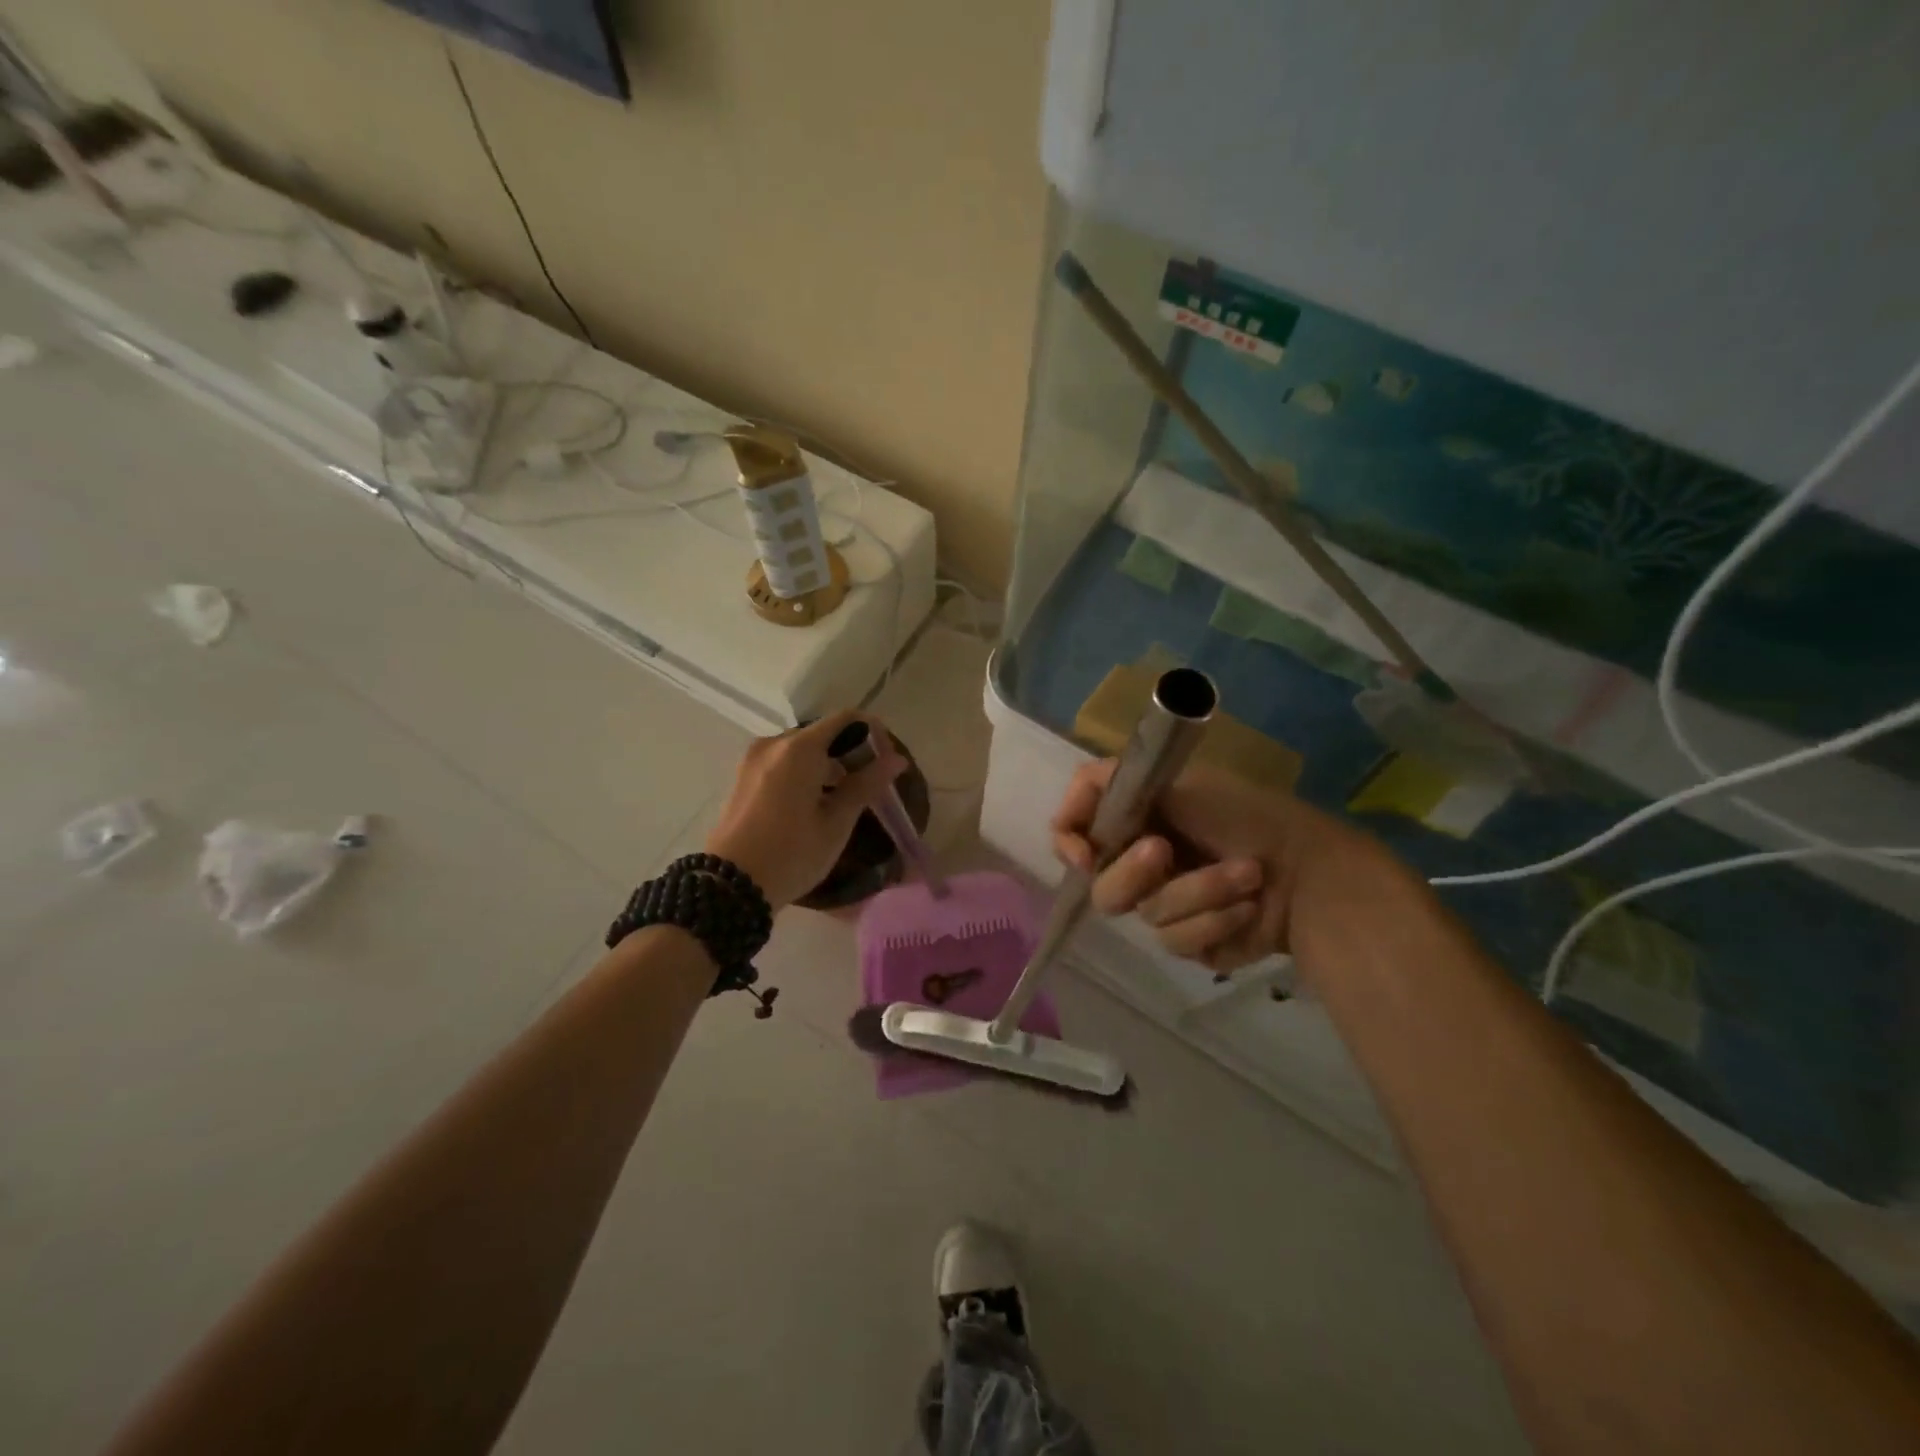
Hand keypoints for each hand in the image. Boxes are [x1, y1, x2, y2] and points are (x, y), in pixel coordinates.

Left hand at [704, 711, 904, 911]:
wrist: (730, 887)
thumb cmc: (791, 854)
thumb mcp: (836, 823)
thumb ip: (866, 785)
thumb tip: (896, 759)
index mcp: (799, 749)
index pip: (846, 719)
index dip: (873, 733)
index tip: (886, 761)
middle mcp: (774, 744)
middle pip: (822, 733)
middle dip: (850, 752)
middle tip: (869, 786)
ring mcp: (753, 760)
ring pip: (802, 749)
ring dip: (827, 765)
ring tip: (843, 800)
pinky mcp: (743, 777)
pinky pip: (782, 763)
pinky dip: (804, 773)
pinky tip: (814, 804)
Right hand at [1050, 761, 1362, 972]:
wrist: (1315, 874)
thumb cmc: (1249, 818)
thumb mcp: (1182, 785)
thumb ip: (1116, 785)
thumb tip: (1073, 808)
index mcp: (1137, 821)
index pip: (1075, 830)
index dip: (1070, 841)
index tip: (1085, 853)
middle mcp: (1144, 862)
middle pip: (1103, 886)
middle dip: (1136, 872)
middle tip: (1165, 853)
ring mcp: (1168, 905)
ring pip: (1147, 914)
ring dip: (1199, 892)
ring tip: (1247, 875)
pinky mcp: (1191, 941)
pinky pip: (1179, 941)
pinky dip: (1216, 920)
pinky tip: (1249, 909)